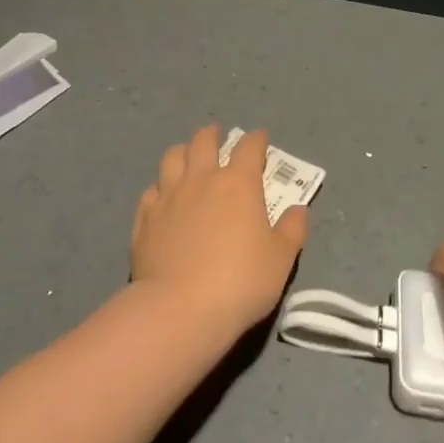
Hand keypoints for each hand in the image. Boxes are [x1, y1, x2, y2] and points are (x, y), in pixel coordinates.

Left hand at [131, 125, 308, 343]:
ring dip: (183, 151)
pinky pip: (151, 190)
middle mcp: (201, 179)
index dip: (256, 140)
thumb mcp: (280, 259)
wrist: (179, 309)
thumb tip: (299, 209)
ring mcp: (168, 196)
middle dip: (213, 134)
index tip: (260, 138)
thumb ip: (292, 230)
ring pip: (172, 157)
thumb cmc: (240, 282)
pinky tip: (163, 195)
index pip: (249, 148)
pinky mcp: (144, 218)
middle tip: (218, 134)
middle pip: (203, 142)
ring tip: (187, 155)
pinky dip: (160, 186)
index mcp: (238, 183)